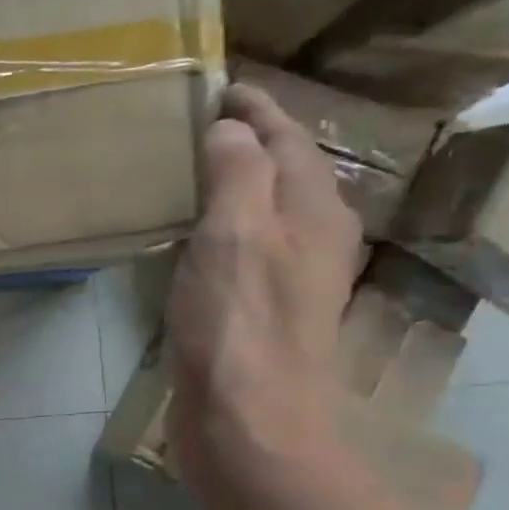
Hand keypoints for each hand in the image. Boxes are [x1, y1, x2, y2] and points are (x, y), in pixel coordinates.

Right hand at [166, 84, 362, 474]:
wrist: (248, 422)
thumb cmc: (239, 325)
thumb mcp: (235, 235)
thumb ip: (236, 174)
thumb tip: (231, 130)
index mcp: (313, 212)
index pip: (288, 141)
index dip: (258, 111)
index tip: (222, 87)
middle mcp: (311, 240)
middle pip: (285, 173)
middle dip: (251, 142)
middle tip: (203, 123)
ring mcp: (288, 280)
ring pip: (265, 212)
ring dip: (237, 184)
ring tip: (195, 169)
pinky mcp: (259, 313)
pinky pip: (244, 248)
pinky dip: (222, 226)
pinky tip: (195, 237)